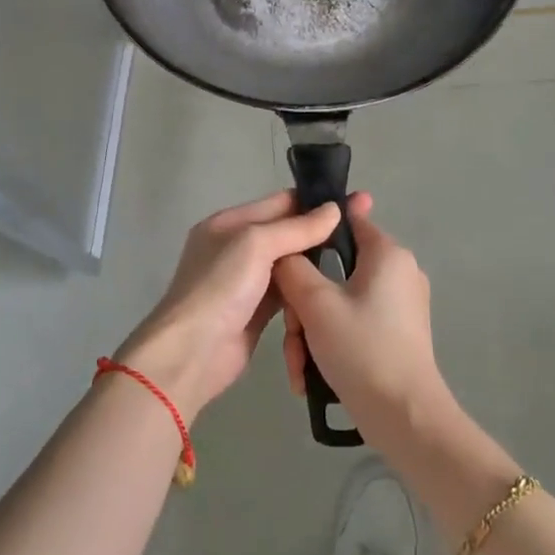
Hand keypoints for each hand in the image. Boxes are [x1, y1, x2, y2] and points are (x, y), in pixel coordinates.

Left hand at [115, 190, 358, 422]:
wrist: (193, 353)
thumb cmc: (220, 288)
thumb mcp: (255, 244)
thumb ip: (295, 227)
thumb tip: (334, 209)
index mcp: (229, 223)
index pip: (279, 202)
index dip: (314, 202)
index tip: (354, 202)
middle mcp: (236, 248)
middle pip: (286, 234)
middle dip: (319, 233)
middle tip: (361, 232)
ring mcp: (246, 282)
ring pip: (289, 265)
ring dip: (314, 265)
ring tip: (355, 260)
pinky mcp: (256, 312)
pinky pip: (288, 294)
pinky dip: (305, 292)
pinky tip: (331, 290)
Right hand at [273, 198, 447, 446]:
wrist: (404, 417)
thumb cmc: (361, 348)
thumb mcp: (315, 303)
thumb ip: (293, 267)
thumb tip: (284, 254)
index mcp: (387, 254)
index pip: (346, 220)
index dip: (312, 231)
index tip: (285, 255)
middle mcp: (398, 272)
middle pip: (335, 270)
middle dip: (304, 303)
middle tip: (292, 331)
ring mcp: (399, 306)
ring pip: (338, 301)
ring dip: (311, 330)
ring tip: (299, 364)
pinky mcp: (396, 335)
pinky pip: (352, 324)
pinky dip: (329, 343)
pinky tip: (310, 375)